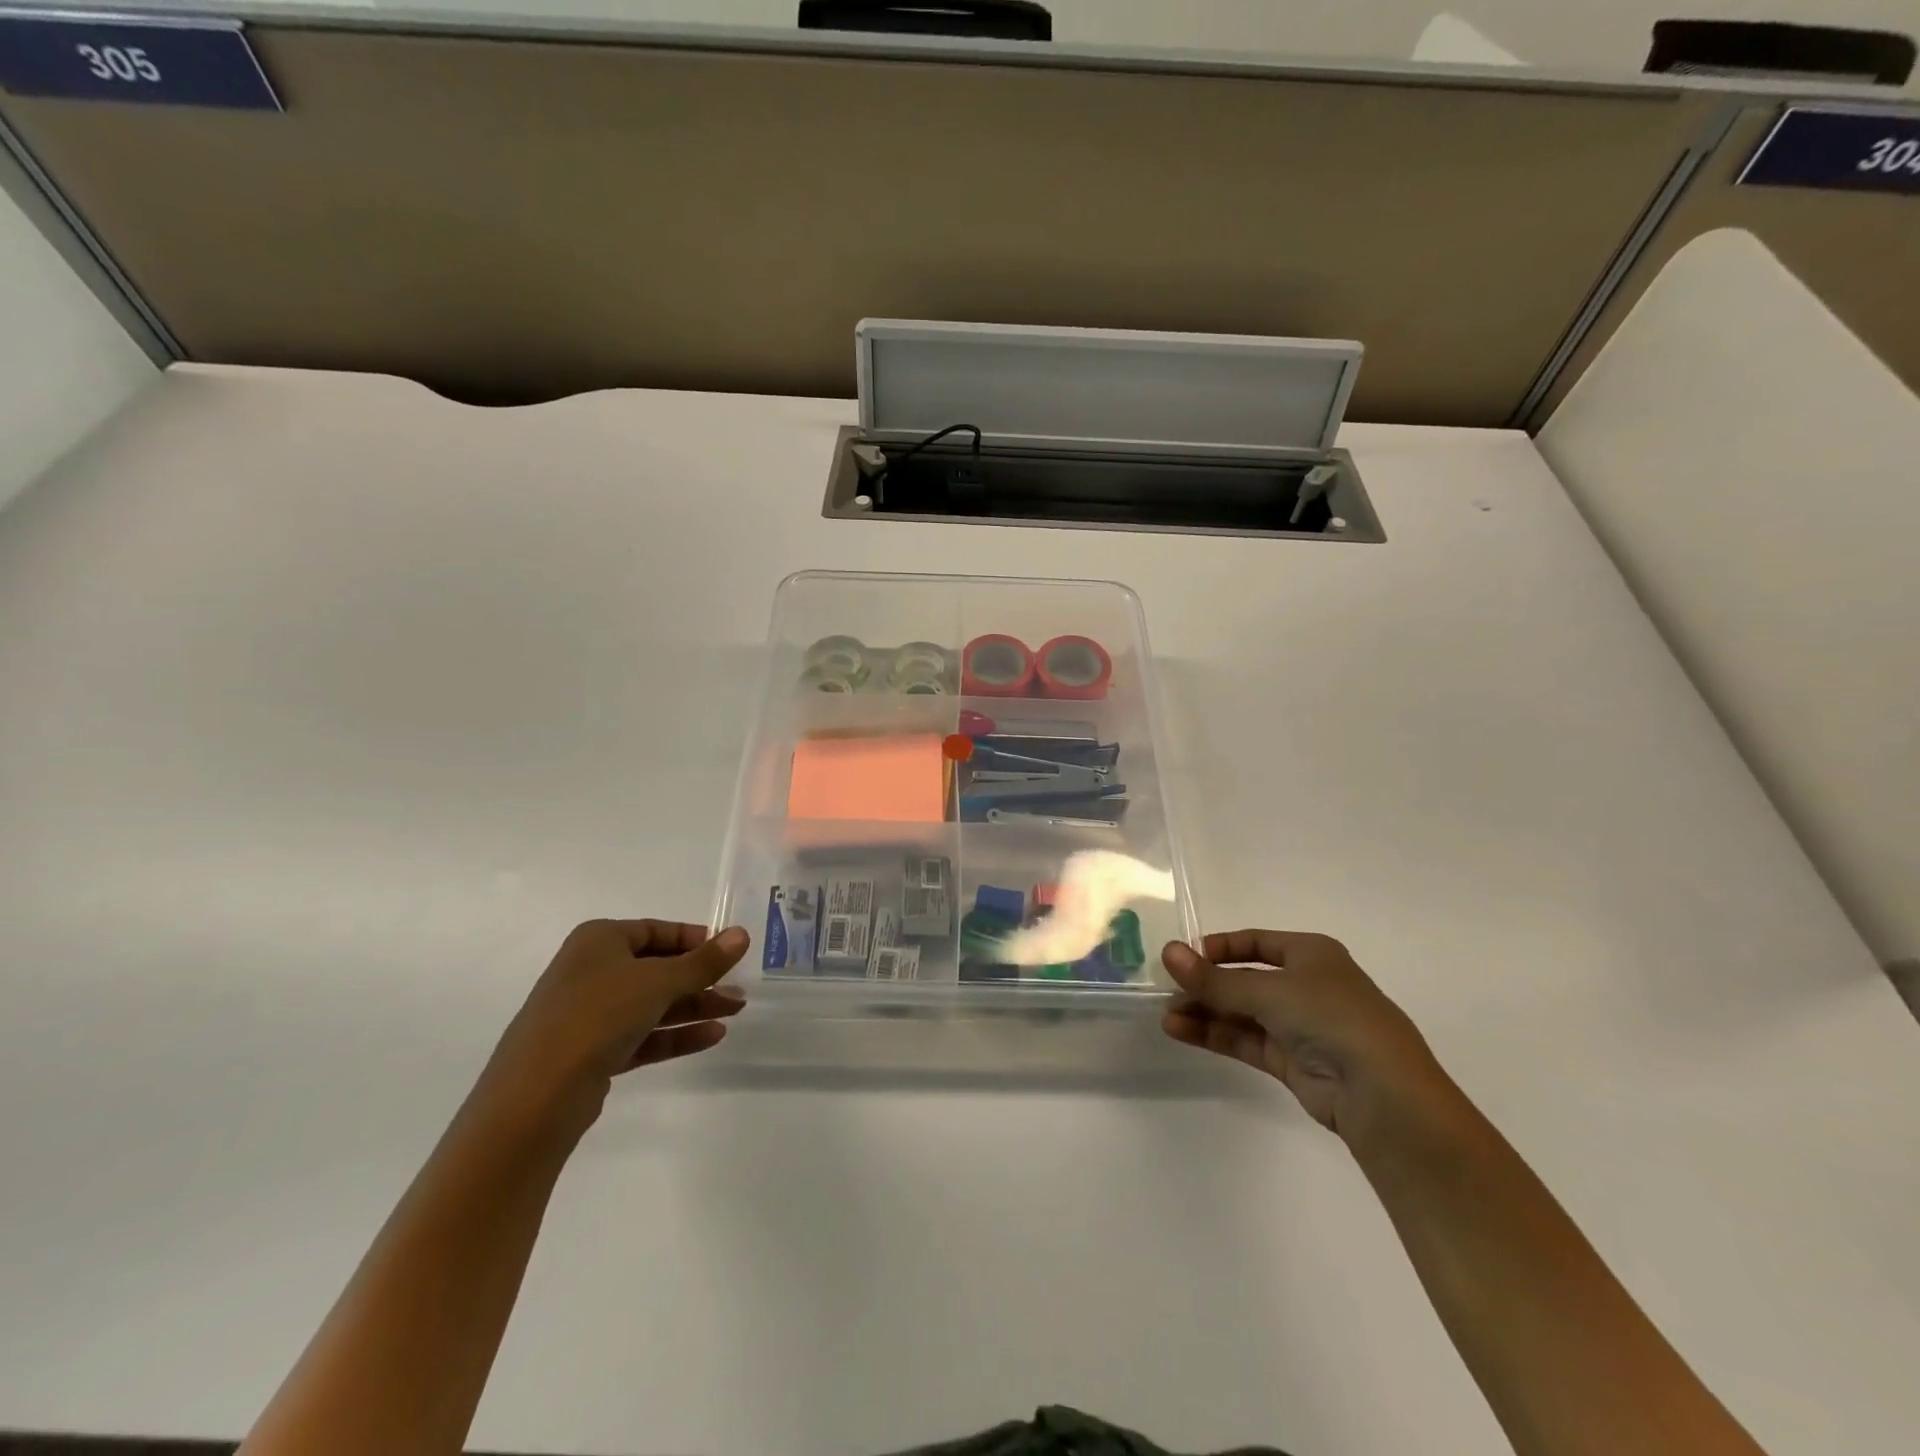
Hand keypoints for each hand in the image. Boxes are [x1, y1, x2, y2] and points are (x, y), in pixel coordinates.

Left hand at [480, 920, 749, 1129]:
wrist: (536, 1097)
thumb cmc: (597, 1015)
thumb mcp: (659, 981)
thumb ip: (704, 961)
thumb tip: (742, 934)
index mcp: (599, 941)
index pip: (656, 930)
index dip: (694, 939)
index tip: (729, 952)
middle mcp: (591, 971)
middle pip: (657, 968)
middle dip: (700, 979)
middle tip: (738, 988)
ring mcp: (590, 1015)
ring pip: (652, 1004)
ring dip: (694, 1007)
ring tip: (735, 1011)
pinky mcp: (593, 1053)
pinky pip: (643, 1036)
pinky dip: (676, 1035)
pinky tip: (712, 1036)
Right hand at [1161, 930, 1452, 1147]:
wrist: (1383, 1096)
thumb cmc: (1330, 1019)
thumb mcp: (1268, 990)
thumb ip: (1214, 979)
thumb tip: (1168, 951)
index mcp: (1311, 954)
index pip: (1256, 942)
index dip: (1220, 947)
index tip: (1184, 957)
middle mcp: (1306, 985)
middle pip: (1245, 979)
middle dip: (1206, 985)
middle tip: (1166, 991)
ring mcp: (1300, 1026)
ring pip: (1242, 1012)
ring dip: (1205, 1012)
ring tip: (1167, 1016)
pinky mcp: (1293, 1062)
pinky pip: (1246, 1040)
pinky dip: (1215, 1035)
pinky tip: (1181, 1032)